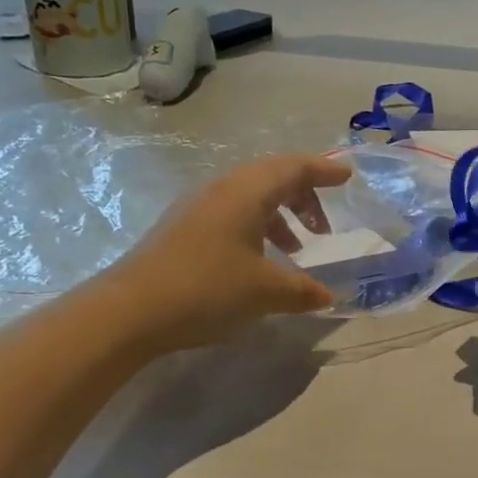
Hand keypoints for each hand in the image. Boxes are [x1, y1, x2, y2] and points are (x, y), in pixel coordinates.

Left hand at [102, 154, 351, 354]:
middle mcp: (220, 190)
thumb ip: (303, 290)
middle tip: (323, 228)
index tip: (347, 177)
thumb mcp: (265, 292)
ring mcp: (196, 208)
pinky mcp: (181, 230)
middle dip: (303, 197)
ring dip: (279, 218)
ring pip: (249, 199)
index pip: (293, 167)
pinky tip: (258, 264)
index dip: (323, 170)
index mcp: (245, 192)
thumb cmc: (207, 289)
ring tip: (295, 250)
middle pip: (271, 178)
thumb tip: (328, 295)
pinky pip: (230, 216)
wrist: (130, 311)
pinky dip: (255, 230)